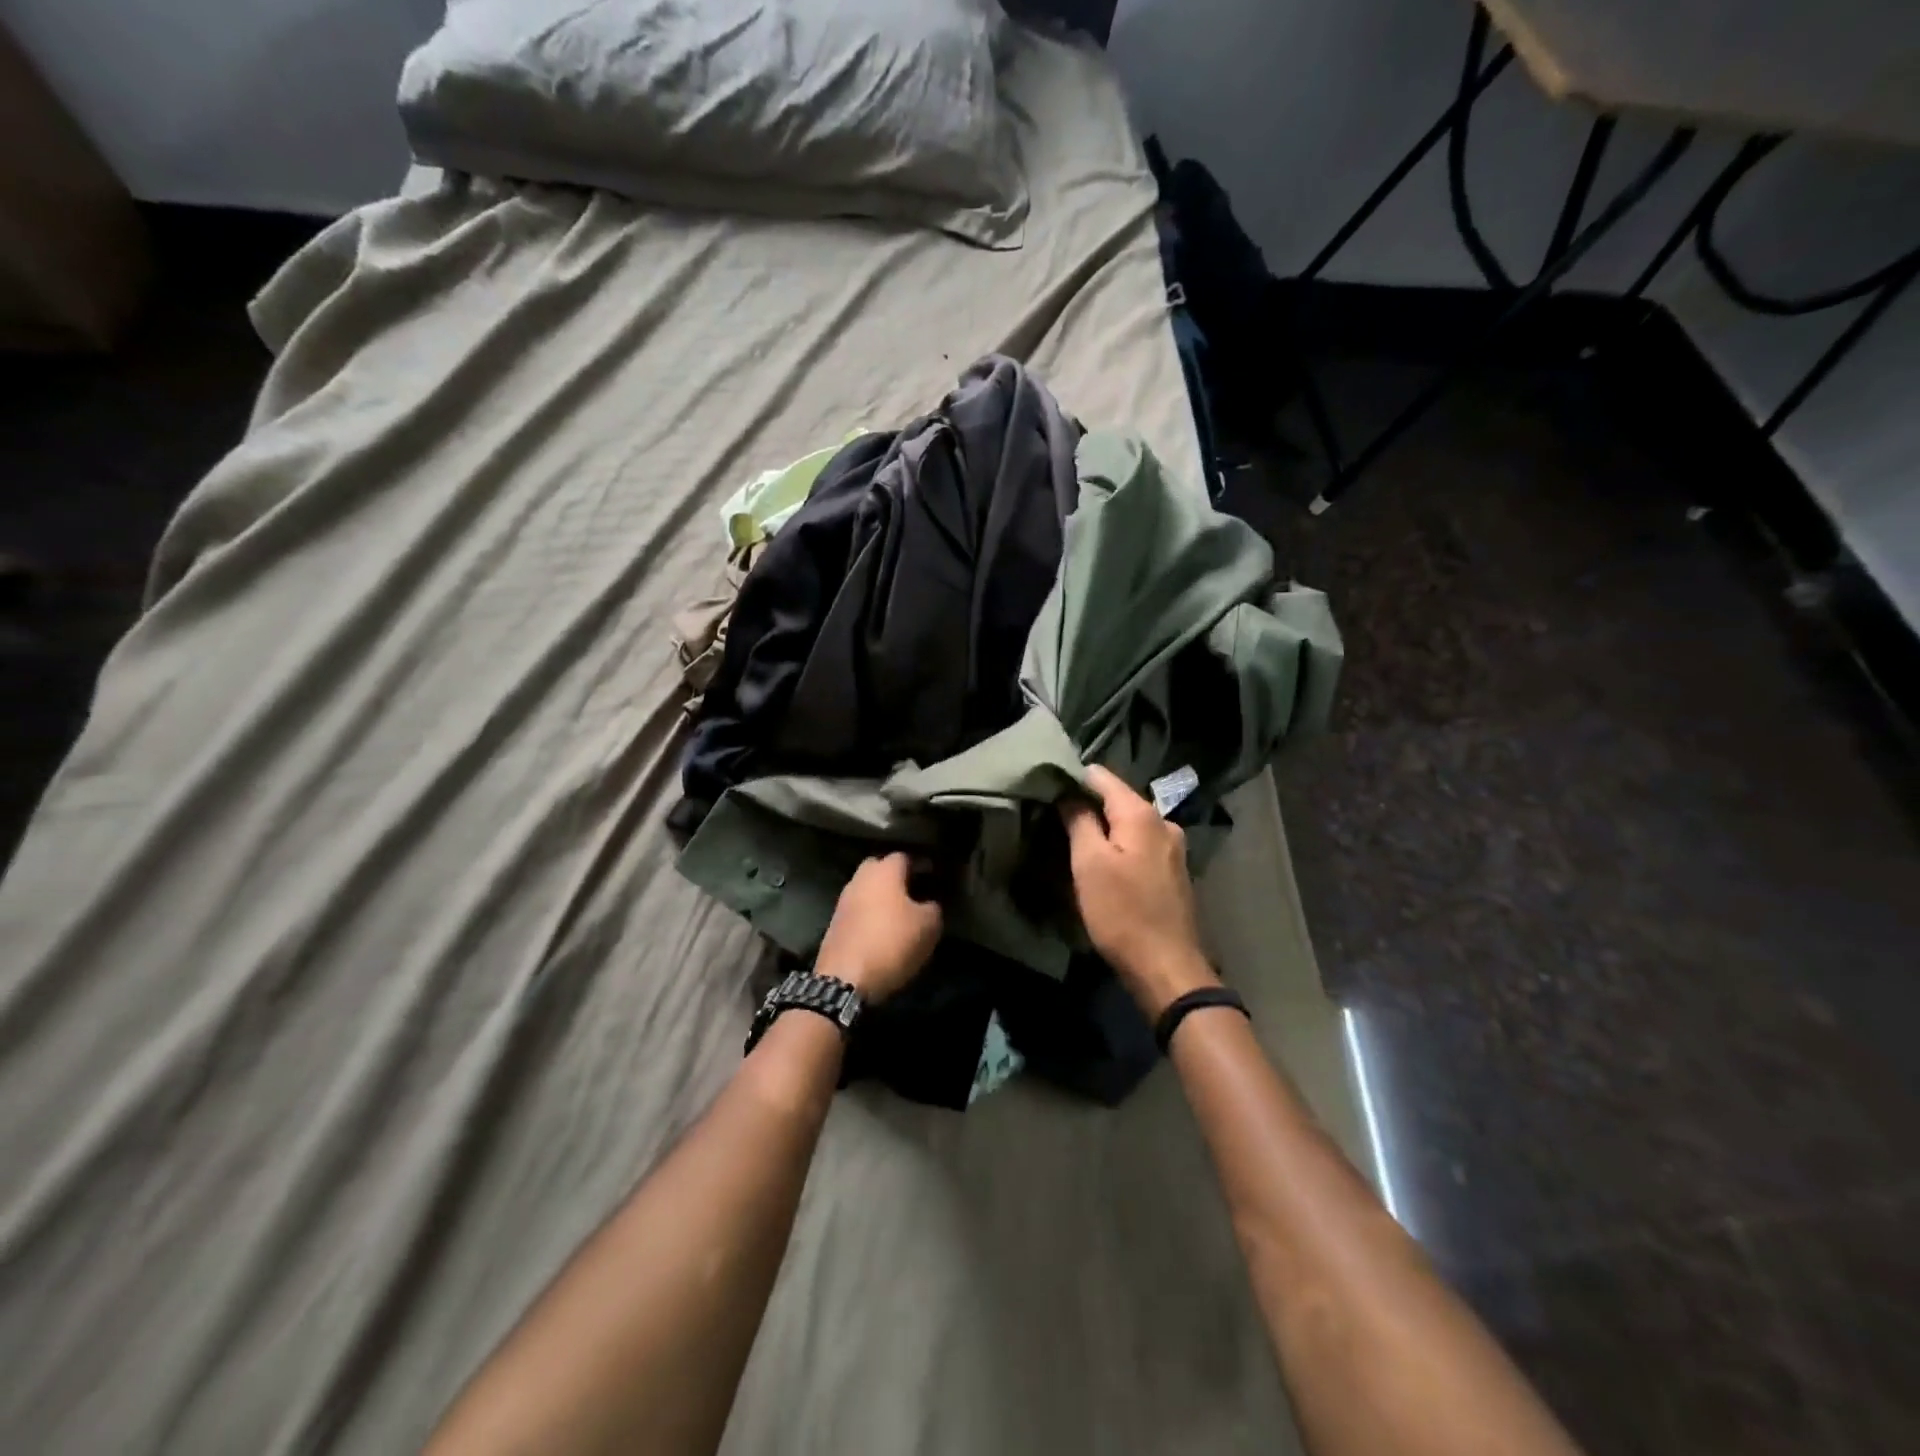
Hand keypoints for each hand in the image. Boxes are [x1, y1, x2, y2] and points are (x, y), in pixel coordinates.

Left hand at [816, 853, 943, 1002]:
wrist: (845, 979)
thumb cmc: (892, 943)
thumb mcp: (928, 926)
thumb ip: (933, 907)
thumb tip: (929, 904)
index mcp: (884, 871)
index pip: (904, 856)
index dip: (920, 864)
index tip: (933, 876)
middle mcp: (860, 878)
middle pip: (880, 868)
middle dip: (896, 877)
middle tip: (914, 892)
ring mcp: (843, 900)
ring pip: (866, 889)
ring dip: (880, 897)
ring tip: (899, 913)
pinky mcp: (834, 923)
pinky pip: (857, 910)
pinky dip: (869, 915)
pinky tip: (881, 929)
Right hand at [1060, 766, 1218, 1017]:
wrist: (1167, 968)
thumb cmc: (1122, 913)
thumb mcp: (1089, 864)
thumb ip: (1079, 820)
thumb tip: (1068, 792)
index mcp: (1142, 813)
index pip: (1100, 775)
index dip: (1071, 780)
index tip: (1045, 792)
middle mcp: (1163, 822)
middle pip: (1115, 799)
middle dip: (1085, 806)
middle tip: (1052, 820)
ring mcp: (1172, 847)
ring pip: (1127, 824)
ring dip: (1102, 830)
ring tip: (1073, 843)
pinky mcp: (1172, 871)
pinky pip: (1138, 844)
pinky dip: (1119, 847)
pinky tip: (1103, 864)